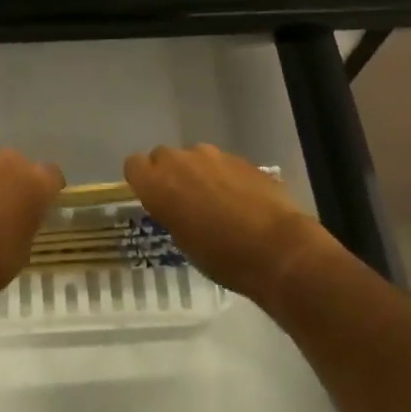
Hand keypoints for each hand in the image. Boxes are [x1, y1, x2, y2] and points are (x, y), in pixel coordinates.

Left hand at [0, 149, 64, 320]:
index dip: (49, 192)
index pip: (53, 176)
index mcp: (34, 181)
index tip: (43, 209)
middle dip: (19, 184)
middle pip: (21, 166)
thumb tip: (22, 216)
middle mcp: (8, 161)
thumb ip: (28, 222)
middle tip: (12, 211)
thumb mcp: (23, 250)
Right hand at [124, 144, 331, 304]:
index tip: (153, 198)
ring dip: (198, 174)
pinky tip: (240, 202)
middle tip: (184, 202)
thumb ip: (170, 211)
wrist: (277, 248)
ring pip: (195, 158)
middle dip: (170, 174)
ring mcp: (214, 155)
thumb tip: (174, 204)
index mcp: (159, 182)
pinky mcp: (241, 158)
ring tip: (216, 204)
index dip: (142, 179)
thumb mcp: (183, 241)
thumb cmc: (222, 256)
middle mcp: (181, 160)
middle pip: (163, 156)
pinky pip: (222, 164)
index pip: (133, 164)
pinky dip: (225, 177)